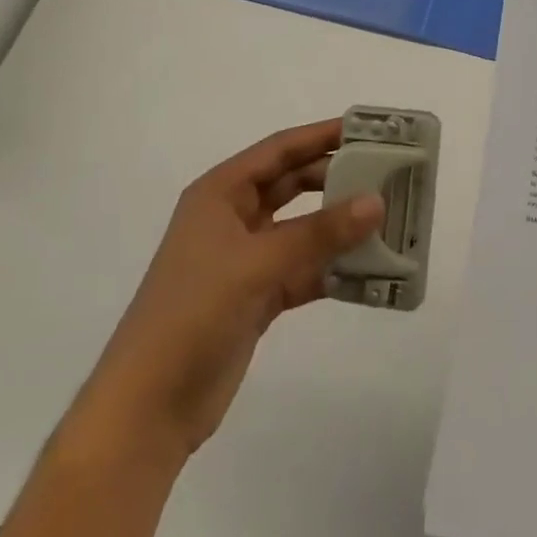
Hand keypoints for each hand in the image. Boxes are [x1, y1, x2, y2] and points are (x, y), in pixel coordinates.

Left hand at [76, 120, 384, 458]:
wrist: (149, 405)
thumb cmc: (193, 312)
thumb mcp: (257, 263)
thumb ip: (319, 233)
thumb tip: (376, 201)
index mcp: (220, 194)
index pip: (280, 150)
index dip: (321, 136)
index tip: (368, 130)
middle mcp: (233, 218)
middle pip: (293, 185)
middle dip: (335, 179)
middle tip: (386, 175)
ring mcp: (244, 259)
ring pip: (301, 229)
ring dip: (338, 227)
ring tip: (387, 220)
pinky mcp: (256, 297)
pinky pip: (302, 270)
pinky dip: (331, 269)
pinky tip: (367, 271)